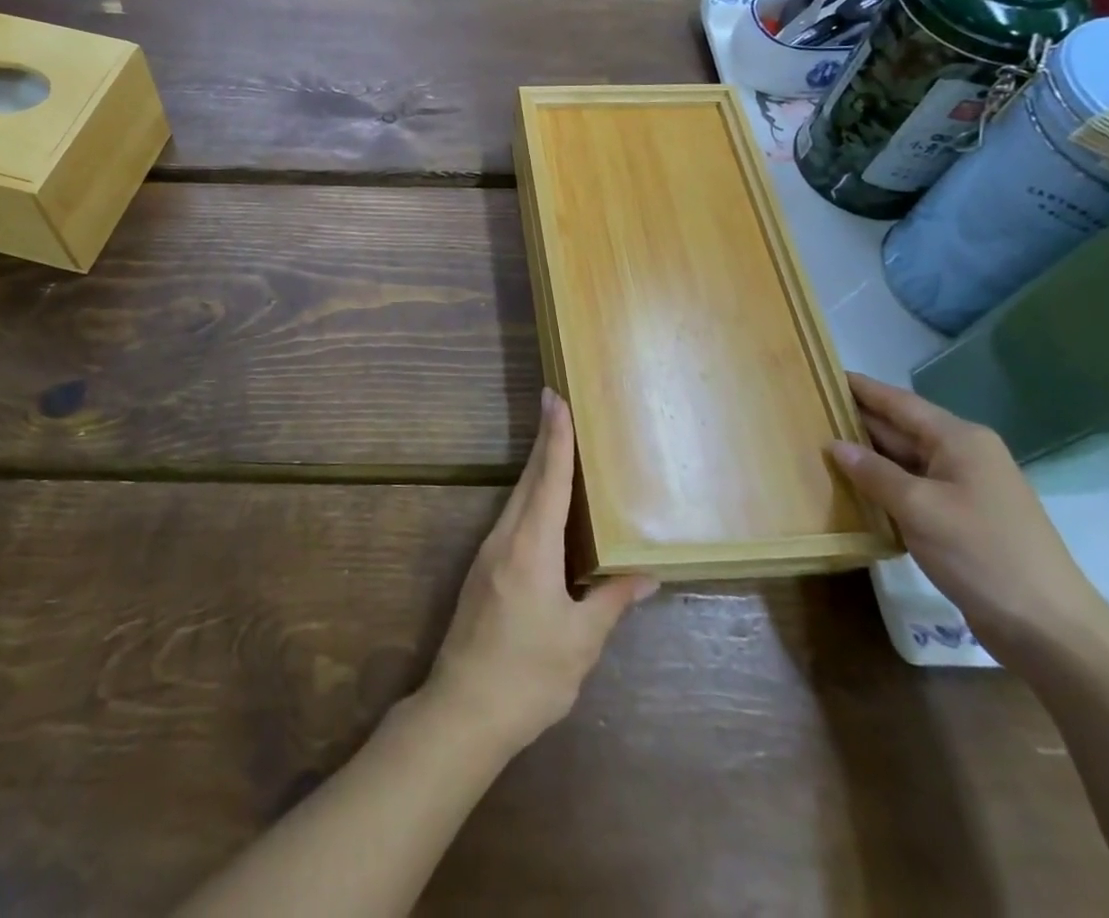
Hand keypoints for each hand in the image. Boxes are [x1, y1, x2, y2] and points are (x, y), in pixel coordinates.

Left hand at [423, 389, 655, 757]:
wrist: (464, 709)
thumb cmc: (529, 675)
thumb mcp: (580, 642)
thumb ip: (610, 601)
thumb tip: (644, 574)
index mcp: (530, 548)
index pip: (548, 480)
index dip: (556, 439)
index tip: (555, 399)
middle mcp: (505, 538)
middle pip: (530, 479)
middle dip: (545, 440)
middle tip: (555, 402)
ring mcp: (489, 553)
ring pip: (518, 497)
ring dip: (537, 467)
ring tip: (556, 443)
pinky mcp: (484, 570)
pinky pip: (512, 517)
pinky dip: (530, 496)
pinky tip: (543, 503)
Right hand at [830, 374, 1108, 666]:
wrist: (1050, 630)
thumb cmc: (983, 553)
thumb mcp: (920, 508)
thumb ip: (874, 473)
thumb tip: (835, 445)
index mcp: (959, 440)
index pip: (898, 402)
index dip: (860, 388)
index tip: (820, 372)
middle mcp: (963, 456)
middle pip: (900, 429)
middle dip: (856, 421)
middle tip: (806, 411)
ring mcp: (964, 489)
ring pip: (903, 461)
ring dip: (865, 457)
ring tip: (815, 444)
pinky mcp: (960, 520)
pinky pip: (911, 490)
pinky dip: (881, 487)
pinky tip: (849, 489)